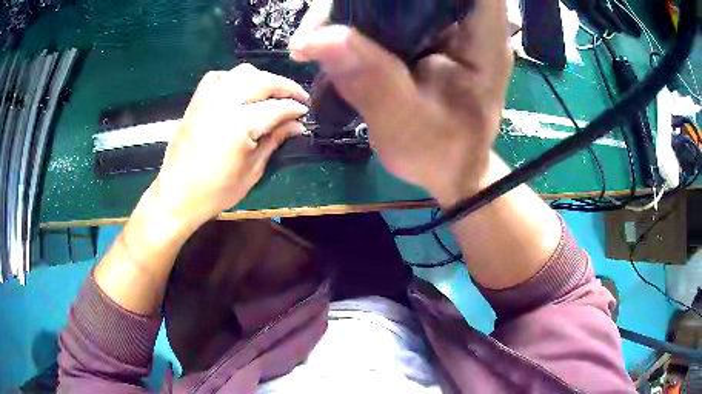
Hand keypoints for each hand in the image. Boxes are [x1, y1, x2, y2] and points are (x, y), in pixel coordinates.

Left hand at [153, 64, 309, 228]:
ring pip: (242, 73)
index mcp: (241, 124)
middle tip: (298, 96)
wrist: (177, 194)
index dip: (295, 108)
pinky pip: (218, 77)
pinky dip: (234, 78)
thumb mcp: (252, 170)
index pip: (277, 107)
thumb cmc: (216, 191)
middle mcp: (224, 103)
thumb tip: (297, 125)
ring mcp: (208, 99)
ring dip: (262, 78)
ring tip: (271, 92)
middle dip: (285, 86)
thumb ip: (274, 140)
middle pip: (263, 81)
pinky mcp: (196, 101)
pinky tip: (240, 89)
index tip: (305, 112)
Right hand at [289, 0, 512, 204]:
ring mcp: (446, 25)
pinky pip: (389, 9)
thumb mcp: (407, 126)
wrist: (450, 169)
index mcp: (484, 38)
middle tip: (325, 20)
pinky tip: (329, 36)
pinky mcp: (425, 33)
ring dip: (355, 4)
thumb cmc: (442, 154)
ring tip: (316, 34)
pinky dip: (356, 15)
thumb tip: (319, 39)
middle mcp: (469, 22)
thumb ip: (372, 82)